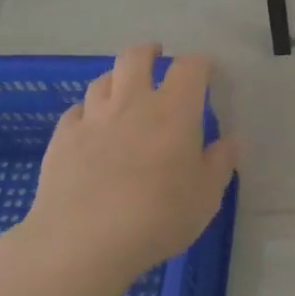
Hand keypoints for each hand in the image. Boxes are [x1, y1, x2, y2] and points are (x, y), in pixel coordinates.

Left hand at [12, 44, 242, 291]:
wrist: (83, 242)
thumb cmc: (158, 217)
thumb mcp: (206, 197)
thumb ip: (220, 164)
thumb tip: (232, 142)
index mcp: (175, 111)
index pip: (191, 67)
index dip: (200, 64)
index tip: (206, 72)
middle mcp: (133, 102)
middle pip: (136, 57)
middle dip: (149, 53)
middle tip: (157, 58)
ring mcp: (93, 118)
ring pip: (103, 79)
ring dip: (117, 80)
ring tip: (123, 91)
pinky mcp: (62, 138)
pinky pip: (77, 111)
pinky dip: (88, 112)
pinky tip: (91, 128)